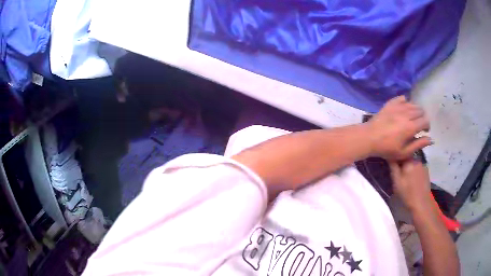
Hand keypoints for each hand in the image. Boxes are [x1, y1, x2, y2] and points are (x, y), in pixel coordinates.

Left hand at [367, 96, 430, 159]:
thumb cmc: (387, 148)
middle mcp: (406, 114)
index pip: (425, 121)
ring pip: (413, 103)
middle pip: (420, 111)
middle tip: (419, 125)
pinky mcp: (391, 103)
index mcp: (410, 127)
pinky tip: (404, 109)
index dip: (427, 126)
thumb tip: (430, 139)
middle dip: (422, 117)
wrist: (369, 137)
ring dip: (416, 110)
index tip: (425, 131)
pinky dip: (406, 102)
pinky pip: (402, 98)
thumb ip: (418, 145)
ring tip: (412, 118)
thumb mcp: (403, 152)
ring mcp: (398, 107)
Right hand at [389, 160, 431, 212]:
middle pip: (407, 158)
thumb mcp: (397, 182)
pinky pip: (418, 167)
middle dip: (403, 164)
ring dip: (409, 167)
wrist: (421, 203)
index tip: (393, 166)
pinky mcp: (426, 170)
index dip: (396, 158)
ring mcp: (422, 165)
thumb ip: (393, 167)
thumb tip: (390, 155)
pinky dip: (414, 171)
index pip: (400, 154)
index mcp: (409, 161)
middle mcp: (416, 159)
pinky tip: (413, 180)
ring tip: (407, 178)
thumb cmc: (407, 194)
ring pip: (413, 163)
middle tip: (399, 175)